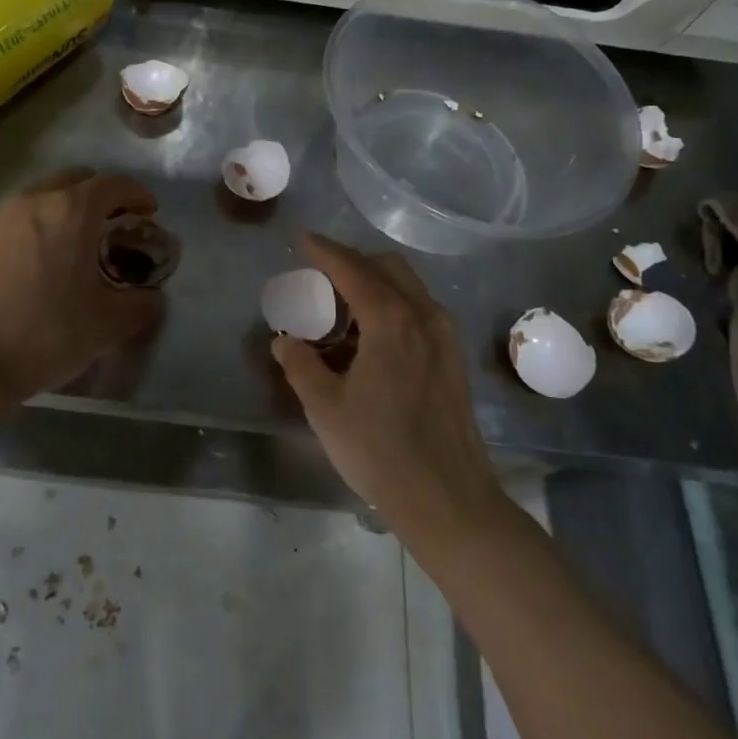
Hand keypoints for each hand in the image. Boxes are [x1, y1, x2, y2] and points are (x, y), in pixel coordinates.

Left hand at [0, 168, 164, 403]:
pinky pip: (17, 222)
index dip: (137, 194)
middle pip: (74, 179)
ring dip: (66, 209)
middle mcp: (35, 202)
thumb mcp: (109, 324)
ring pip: (42, 196)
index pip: (113, 184)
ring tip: (77, 243)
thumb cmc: (49, 334)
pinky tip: (40, 266)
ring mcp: (0, 220)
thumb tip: (151, 297)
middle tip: (114, 224)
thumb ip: (141, 304)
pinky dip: (37, 230)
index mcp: (71, 212)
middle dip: (100, 195)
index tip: (149, 213)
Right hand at [272, 234, 501, 534]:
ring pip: (408, 287)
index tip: (303, 240)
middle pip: (387, 267)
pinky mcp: (454, 359)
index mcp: (390, 321)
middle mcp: (423, 316)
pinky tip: (374, 337)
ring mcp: (445, 337)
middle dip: (353, 261)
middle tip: (321, 275)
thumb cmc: (379, 450)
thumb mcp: (325, 408)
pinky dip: (394, 305)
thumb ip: (300, 365)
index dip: (325, 250)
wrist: (447, 498)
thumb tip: (283, 340)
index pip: (353, 269)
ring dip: (376, 283)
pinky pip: (421, 310)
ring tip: (344, 308)